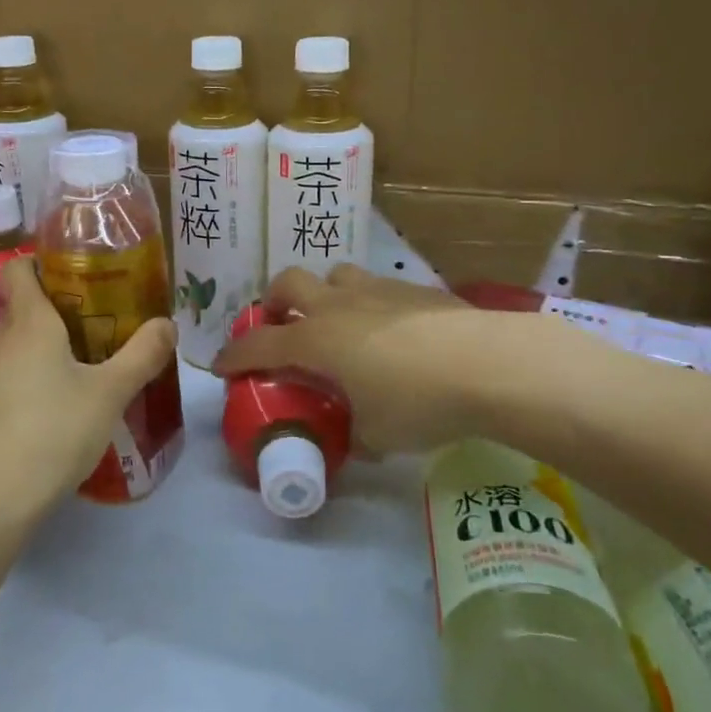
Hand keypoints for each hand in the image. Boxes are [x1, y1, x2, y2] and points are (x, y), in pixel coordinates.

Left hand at [0, 257, 175, 523]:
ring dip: (36, 357)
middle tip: (93, 336)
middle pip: (20, 312)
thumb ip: (142, 355)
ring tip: (71, 382)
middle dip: (53, 318)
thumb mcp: (110, 394)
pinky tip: (42, 421)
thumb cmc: (53, 433)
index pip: (18, 269)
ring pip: (9, 352)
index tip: (72, 279)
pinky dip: (18, 390)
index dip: (40, 265)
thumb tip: (168, 323)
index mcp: (28, 324)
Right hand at [214, 265, 603, 456]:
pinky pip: (375, 286)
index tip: (221, 367)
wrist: (489, 364)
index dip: (234, 356)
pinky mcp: (413, 288)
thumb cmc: (419, 402)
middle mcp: (337, 306)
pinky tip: (391, 332)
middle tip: (282, 327)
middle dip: (274, 303)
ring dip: (324, 295)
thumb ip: (356, 433)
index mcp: (316, 341)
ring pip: (334, 275)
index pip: (258, 344)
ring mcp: (376, 290)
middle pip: (287, 284)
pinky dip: (368, 304)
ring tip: (338, 323)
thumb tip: (357, 437)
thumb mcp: (377, 434)